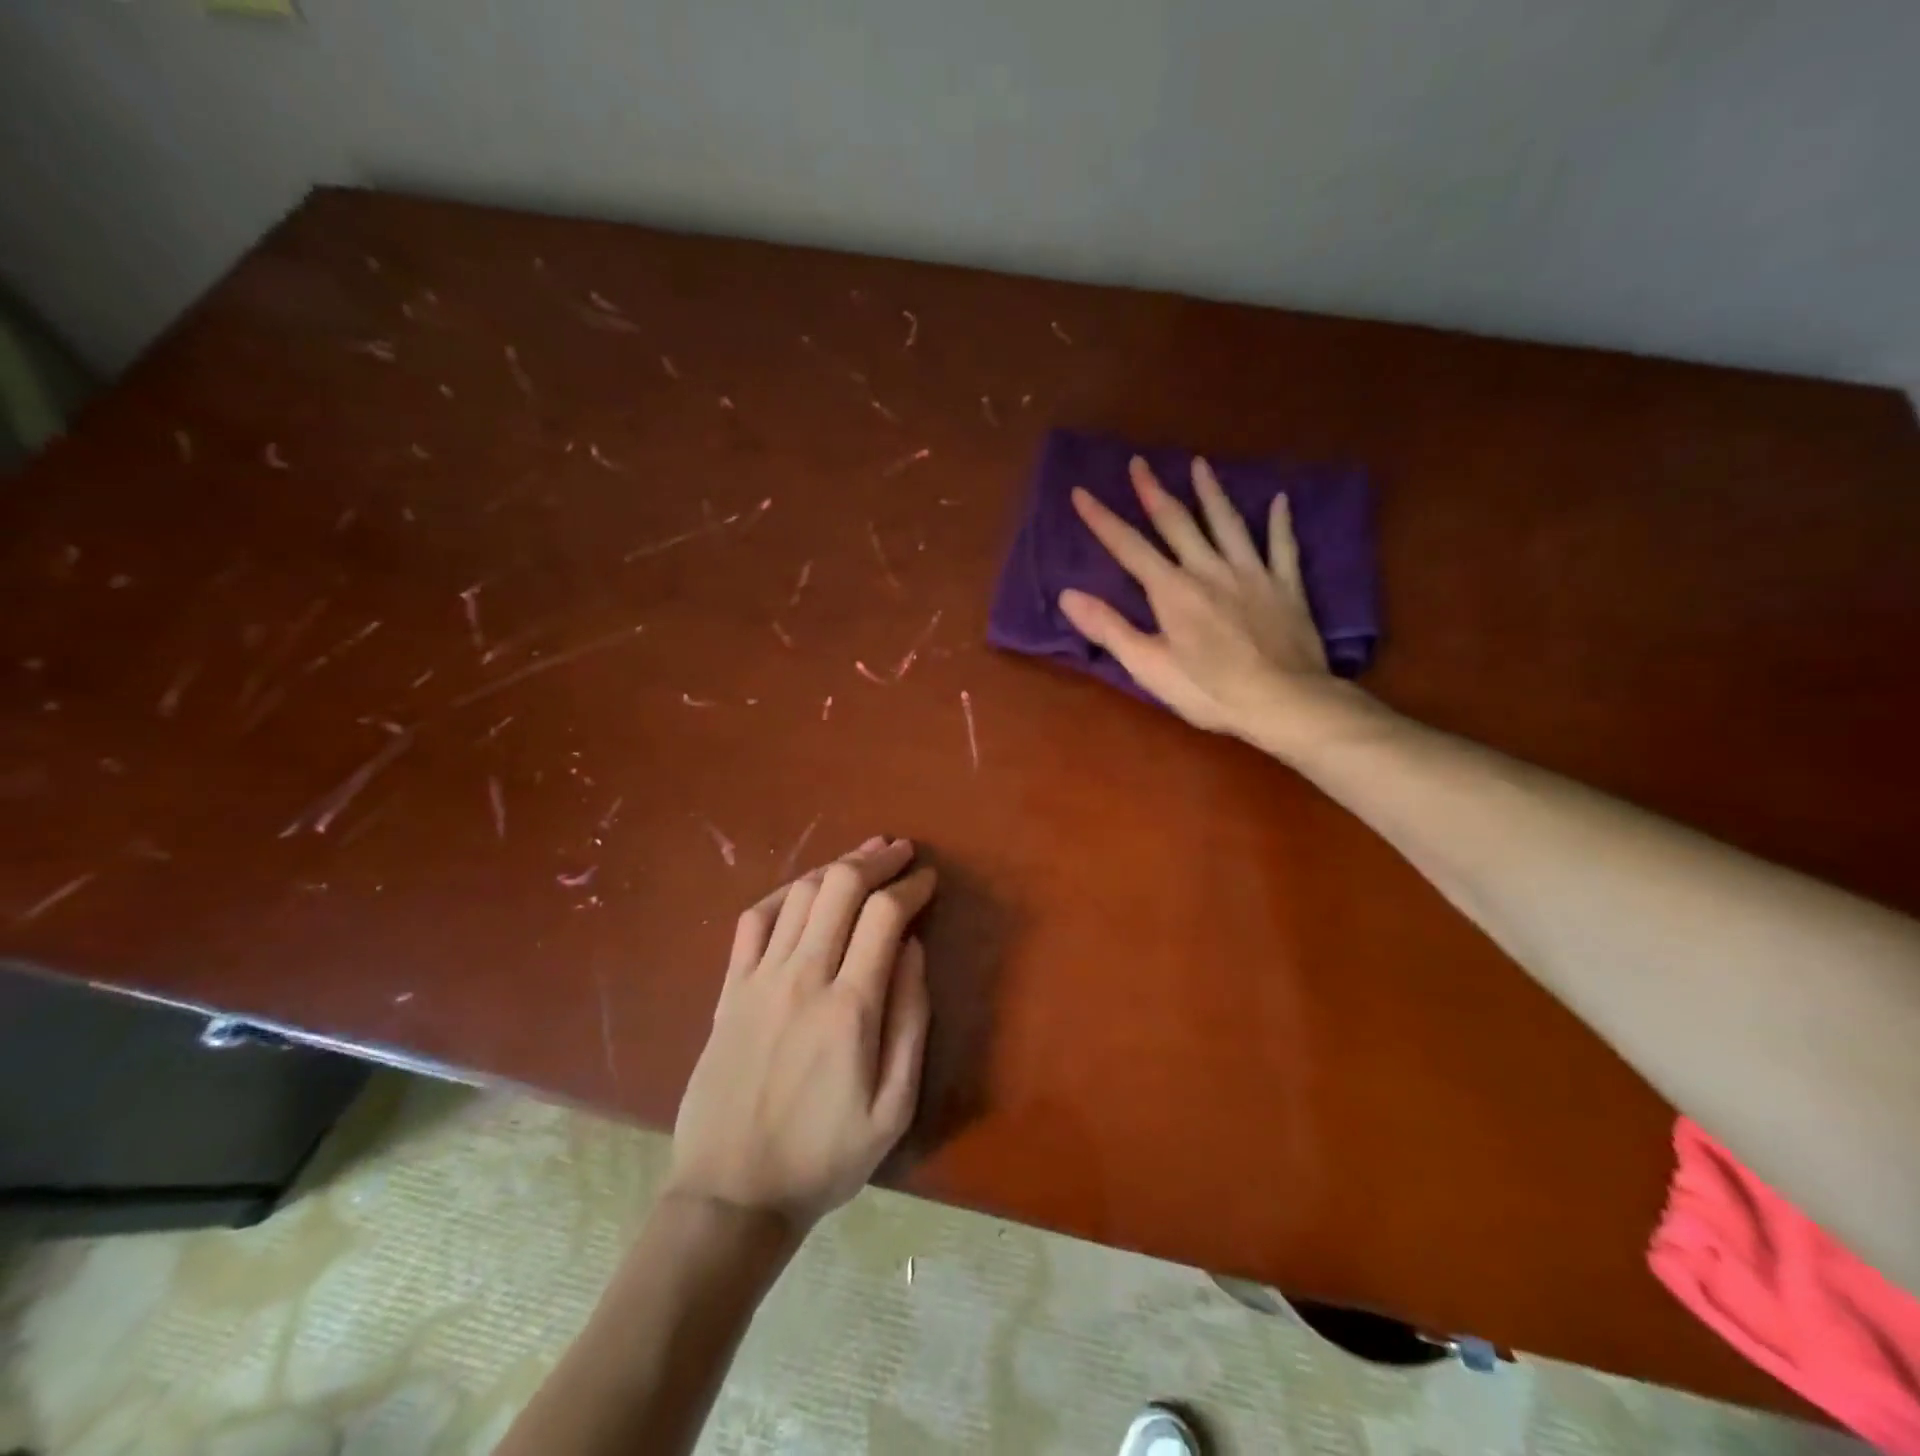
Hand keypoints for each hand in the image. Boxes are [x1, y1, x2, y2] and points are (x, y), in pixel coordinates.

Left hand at [666, 836, 934, 1230]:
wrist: (731, 1195)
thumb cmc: (824, 1158)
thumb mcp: (893, 1107)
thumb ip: (911, 1021)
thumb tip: (913, 949)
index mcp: (849, 1007)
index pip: (885, 916)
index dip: (911, 887)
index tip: (929, 879)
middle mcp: (803, 978)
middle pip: (839, 888)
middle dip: (875, 860)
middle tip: (900, 852)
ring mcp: (759, 980)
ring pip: (798, 894)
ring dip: (834, 867)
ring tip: (861, 858)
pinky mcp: (729, 990)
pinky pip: (753, 921)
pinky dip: (782, 893)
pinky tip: (801, 890)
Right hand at [1058, 455, 1355, 745]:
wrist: (1285, 702)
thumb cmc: (1210, 691)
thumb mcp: (1149, 667)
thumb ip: (1110, 628)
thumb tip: (1067, 595)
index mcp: (1172, 590)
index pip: (1129, 547)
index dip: (1102, 519)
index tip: (1081, 491)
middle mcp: (1209, 570)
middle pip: (1177, 522)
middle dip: (1153, 492)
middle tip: (1139, 462)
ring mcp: (1252, 574)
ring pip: (1228, 523)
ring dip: (1211, 493)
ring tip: (1200, 464)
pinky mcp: (1286, 587)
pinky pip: (1282, 546)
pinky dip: (1280, 523)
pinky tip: (1281, 501)